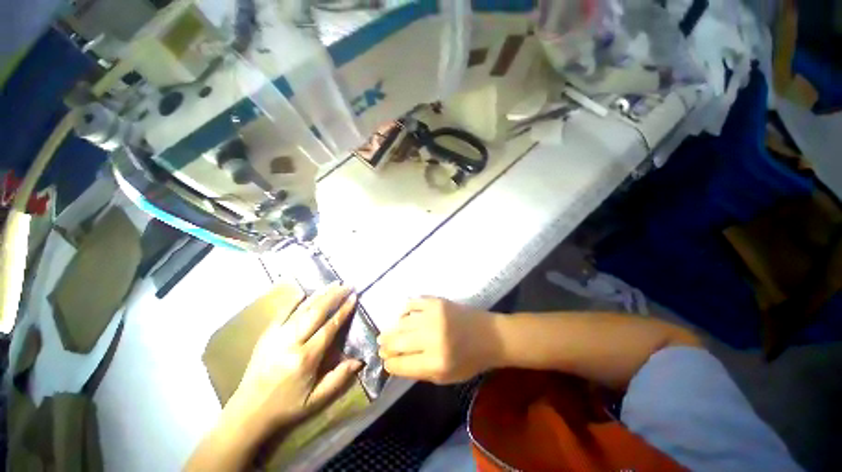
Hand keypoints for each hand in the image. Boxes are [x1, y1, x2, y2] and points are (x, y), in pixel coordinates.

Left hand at [223, 283, 362, 435]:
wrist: (248, 412)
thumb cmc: (286, 406)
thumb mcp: (316, 400)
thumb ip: (338, 379)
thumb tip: (359, 361)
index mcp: (306, 358)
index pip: (329, 327)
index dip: (343, 310)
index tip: (353, 297)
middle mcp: (292, 343)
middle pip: (316, 312)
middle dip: (333, 296)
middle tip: (346, 285)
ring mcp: (276, 337)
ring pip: (301, 310)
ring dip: (318, 295)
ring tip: (332, 284)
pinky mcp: (266, 336)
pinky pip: (281, 314)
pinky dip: (292, 302)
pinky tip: (302, 292)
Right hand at [378, 298, 501, 384]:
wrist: (490, 335)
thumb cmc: (470, 360)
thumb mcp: (445, 377)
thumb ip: (418, 371)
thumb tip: (395, 361)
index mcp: (436, 363)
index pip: (401, 364)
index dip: (390, 363)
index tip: (385, 361)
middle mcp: (432, 338)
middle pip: (398, 341)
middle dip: (386, 345)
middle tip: (381, 344)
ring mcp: (434, 316)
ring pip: (402, 322)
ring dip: (391, 328)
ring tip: (386, 333)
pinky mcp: (437, 301)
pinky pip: (413, 304)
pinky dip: (404, 310)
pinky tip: (402, 316)